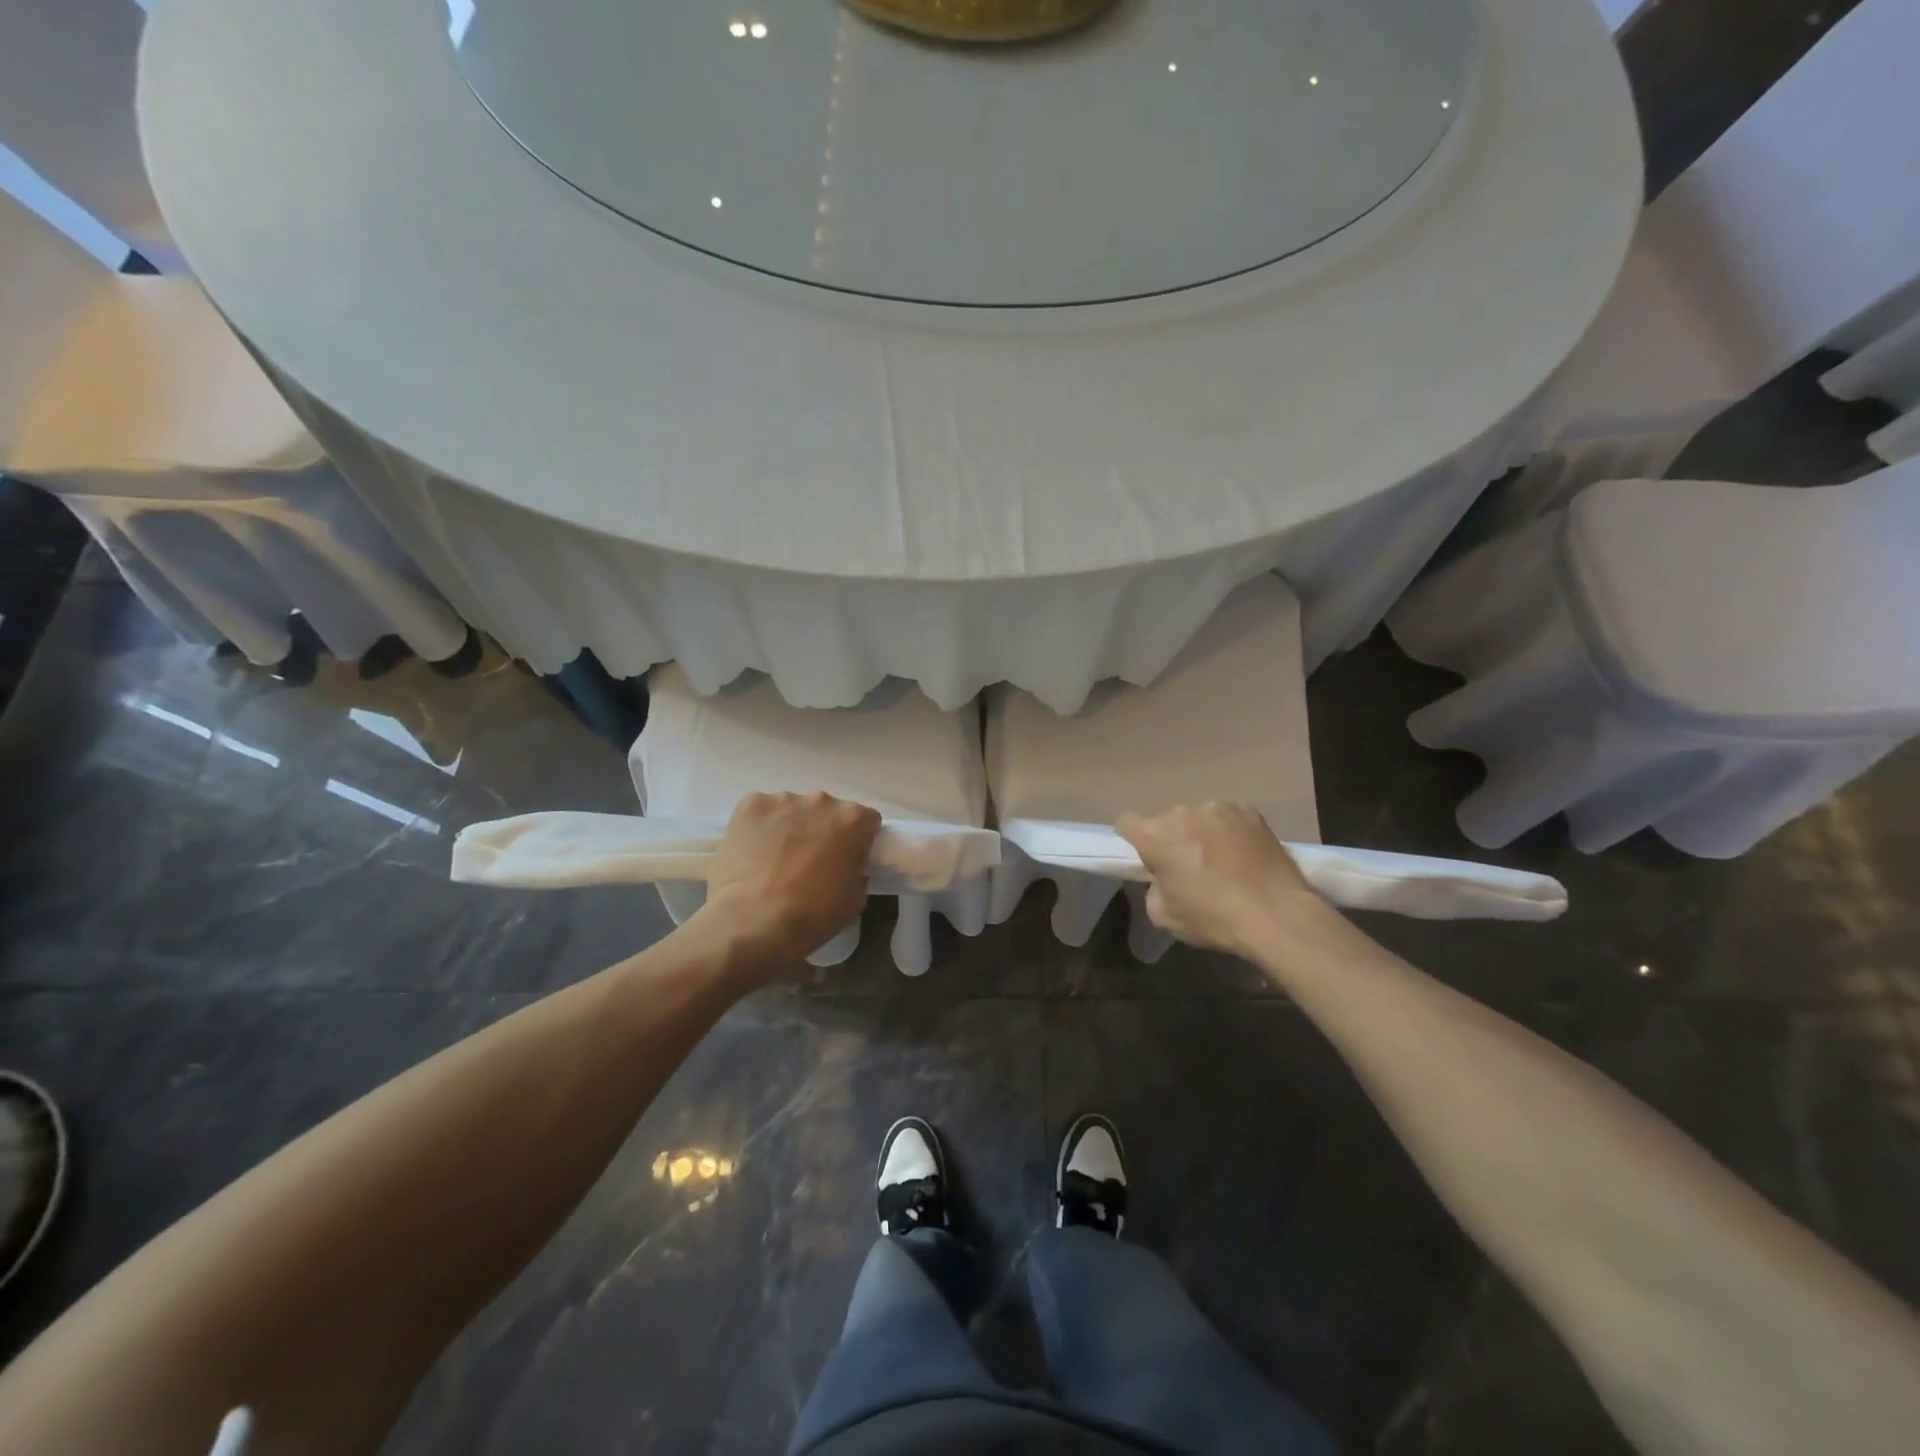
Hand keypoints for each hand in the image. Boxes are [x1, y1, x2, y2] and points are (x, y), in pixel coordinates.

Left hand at [697, 792, 881, 975]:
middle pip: (828, 811)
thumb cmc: (811, 914)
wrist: (752, 922)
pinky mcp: (750, 804)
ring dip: (791, 827)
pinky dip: (760, 827)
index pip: (866, 821)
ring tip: (775, 860)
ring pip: (793, 809)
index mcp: (853, 819)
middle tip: (810, 861)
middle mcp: (822, 800)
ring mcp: (783, 799)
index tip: (848, 860)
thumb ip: (857, 870)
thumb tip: (847, 865)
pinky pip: (762, 812)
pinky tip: (752, 853)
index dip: (858, 841)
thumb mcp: (855, 899)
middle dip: (823, 830)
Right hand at [1116, 803, 1323, 957]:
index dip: (1132, 838)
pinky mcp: (1248, 810)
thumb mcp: (1165, 917)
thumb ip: (1154, 889)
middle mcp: (1182, 814)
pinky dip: (1230, 831)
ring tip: (1222, 860)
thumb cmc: (1213, 918)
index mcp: (1156, 838)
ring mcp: (1217, 808)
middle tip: (1189, 866)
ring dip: (1201, 833)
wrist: (1276, 913)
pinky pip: (1228, 817)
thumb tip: (1162, 878)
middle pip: (1166, 822)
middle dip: (1172, 839)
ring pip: (1198, 818)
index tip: (1146, 856)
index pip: (1127, 822)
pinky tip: (1244, 854)